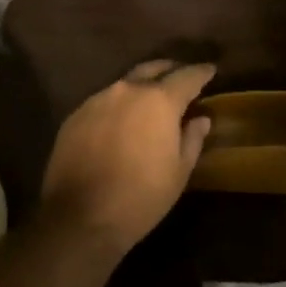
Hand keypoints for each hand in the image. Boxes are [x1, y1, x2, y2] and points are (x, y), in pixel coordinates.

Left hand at [36, 59, 215, 256]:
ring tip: (150, 101)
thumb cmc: (141, 197)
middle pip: (153, 69)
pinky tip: (121, 122)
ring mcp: (97, 100)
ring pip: (125, 84)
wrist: (80, 217)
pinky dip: (118, 106)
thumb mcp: (178, 172)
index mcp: (159, 101)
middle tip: (181, 78)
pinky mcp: (75, 116)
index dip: (201, 73)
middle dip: (170, 70)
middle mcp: (127, 90)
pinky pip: (104, 102)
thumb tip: (200, 119)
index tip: (210, 70)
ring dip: (141, 88)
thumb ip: (192, 138)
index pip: (187, 76)